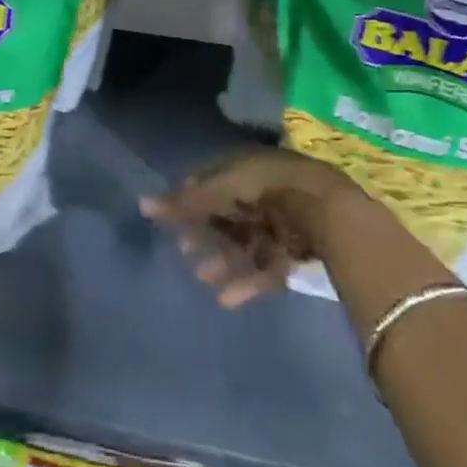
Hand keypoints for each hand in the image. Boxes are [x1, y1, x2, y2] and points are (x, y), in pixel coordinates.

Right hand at [142, 148, 364, 307]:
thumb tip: (142, 205)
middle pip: (227, 215)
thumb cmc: (265, 189)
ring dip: (223, 260)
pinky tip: (227, 299)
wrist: (325, 209)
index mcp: (244, 166)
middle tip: (184, 254)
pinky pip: (266, 265)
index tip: (173, 221)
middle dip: (205, 235)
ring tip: (203, 278)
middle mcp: (262, 189)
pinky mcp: (296, 249)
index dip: (191, 201)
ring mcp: (281, 219)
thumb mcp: (218, 191)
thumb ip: (183, 203)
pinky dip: (247, 281)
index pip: (211, 181)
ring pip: (245, 242)